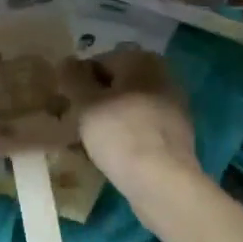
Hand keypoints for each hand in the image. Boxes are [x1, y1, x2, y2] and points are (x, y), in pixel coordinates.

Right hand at [60, 51, 200, 204]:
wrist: (162, 181)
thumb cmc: (119, 134)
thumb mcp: (86, 103)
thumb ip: (73, 78)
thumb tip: (67, 61)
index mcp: (141, 60)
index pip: (99, 61)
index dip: (78, 81)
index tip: (66, 102)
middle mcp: (162, 75)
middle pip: (117, 83)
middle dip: (95, 98)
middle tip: (75, 120)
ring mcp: (174, 105)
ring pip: (129, 105)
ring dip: (109, 117)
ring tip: (89, 139)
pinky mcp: (177, 134)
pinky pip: (142, 126)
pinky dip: (126, 133)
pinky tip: (112, 152)